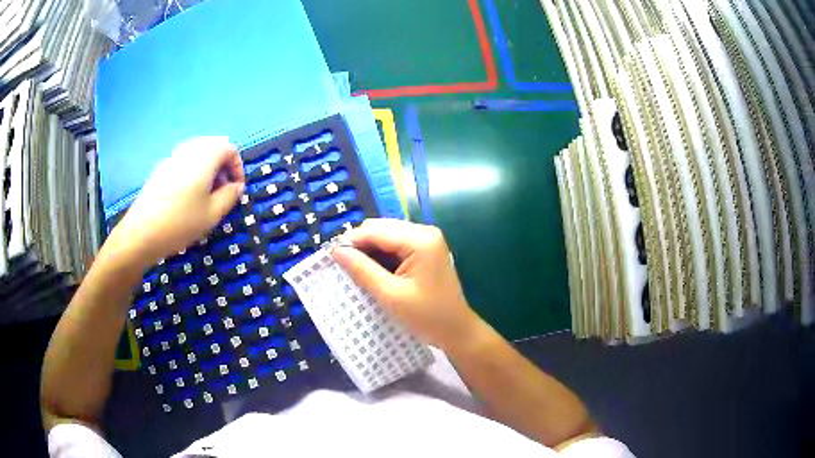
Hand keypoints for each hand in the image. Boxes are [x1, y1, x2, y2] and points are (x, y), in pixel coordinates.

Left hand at [111, 137, 244, 265]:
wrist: (141, 233)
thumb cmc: (181, 222)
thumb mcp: (213, 214)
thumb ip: (230, 196)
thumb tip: (236, 186)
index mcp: (205, 156)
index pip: (230, 149)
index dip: (238, 168)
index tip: (236, 190)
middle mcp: (189, 149)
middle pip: (213, 146)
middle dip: (223, 166)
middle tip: (223, 191)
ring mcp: (172, 157)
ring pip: (198, 153)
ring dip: (208, 169)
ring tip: (206, 195)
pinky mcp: (160, 168)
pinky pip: (183, 161)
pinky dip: (192, 172)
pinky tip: (186, 197)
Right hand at [332, 219, 480, 349]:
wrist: (456, 330)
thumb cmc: (426, 316)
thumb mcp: (390, 295)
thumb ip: (362, 270)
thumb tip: (336, 250)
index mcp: (420, 239)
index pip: (375, 230)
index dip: (351, 241)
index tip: (332, 259)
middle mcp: (424, 231)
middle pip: (380, 228)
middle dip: (361, 246)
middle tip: (346, 269)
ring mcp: (426, 239)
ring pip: (386, 235)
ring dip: (370, 251)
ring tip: (358, 273)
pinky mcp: (425, 249)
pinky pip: (396, 244)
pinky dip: (382, 256)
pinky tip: (375, 272)